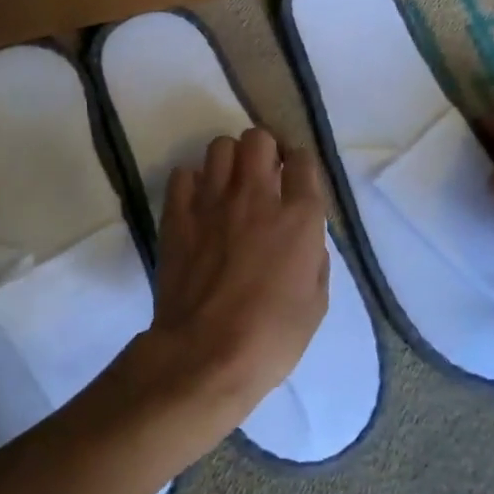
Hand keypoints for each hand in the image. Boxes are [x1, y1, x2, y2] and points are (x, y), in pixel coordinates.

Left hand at [132, 128, 329, 449]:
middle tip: (263, 175)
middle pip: (258, 139)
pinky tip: (198, 203)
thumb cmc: (271, 337)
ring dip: (229, 160)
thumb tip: (304, 238)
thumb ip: (313, 257)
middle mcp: (257, 196)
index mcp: (298, 217)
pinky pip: (184, 175)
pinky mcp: (178, 214)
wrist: (206, 354)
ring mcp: (213, 201)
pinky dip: (193, 183)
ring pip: (220, 146)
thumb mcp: (315, 303)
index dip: (299, 164)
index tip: (295, 178)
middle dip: (264, 150)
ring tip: (229, 185)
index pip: (303, 160)